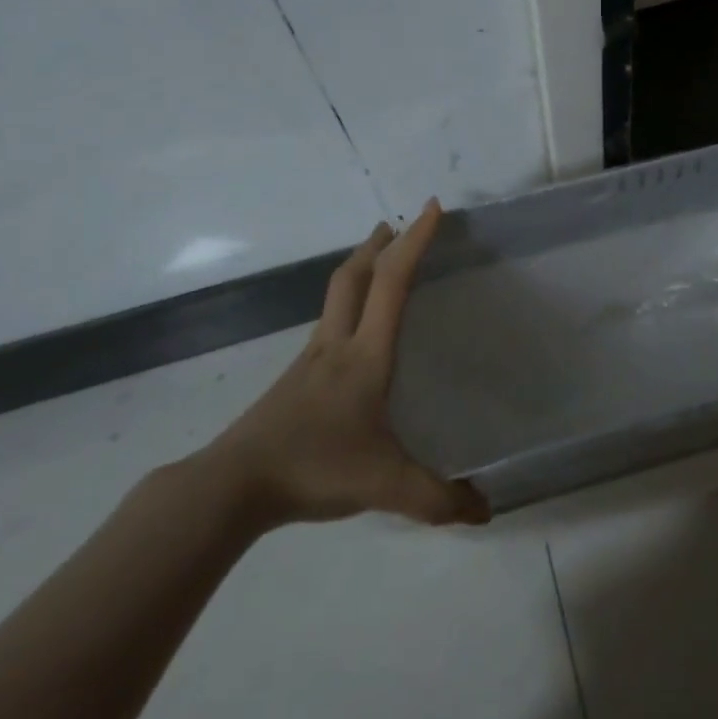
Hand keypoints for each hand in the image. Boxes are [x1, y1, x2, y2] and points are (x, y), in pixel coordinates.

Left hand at [197, 200, 488, 529]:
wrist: (231, 486)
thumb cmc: (313, 467)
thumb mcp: (385, 485)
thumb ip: (437, 499)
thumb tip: (486, 510)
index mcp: (365, 355)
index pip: (393, 283)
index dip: (415, 242)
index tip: (431, 208)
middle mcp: (337, 344)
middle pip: (355, 276)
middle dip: (380, 243)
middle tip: (398, 224)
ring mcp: (310, 360)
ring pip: (337, 295)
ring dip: (361, 269)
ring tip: (379, 263)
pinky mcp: (294, 380)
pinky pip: (328, 324)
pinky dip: (347, 304)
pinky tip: (351, 332)